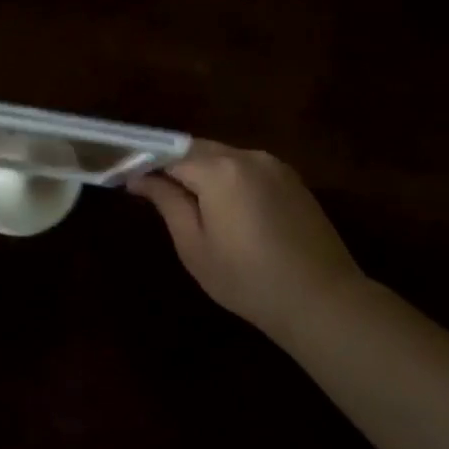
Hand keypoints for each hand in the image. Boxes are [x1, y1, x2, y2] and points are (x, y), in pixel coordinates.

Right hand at [130, 141, 364, 341]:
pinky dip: (229, 179)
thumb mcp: (194, 246)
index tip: (128, 180)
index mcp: (220, 170)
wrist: (320, 299)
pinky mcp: (293, 180)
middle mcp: (248, 156)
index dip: (147, 164)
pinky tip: (226, 209)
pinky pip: (248, 169)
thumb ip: (167, 203)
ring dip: (202, 171)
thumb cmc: (246, 279)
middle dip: (174, 165)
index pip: (170, 154)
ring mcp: (275, 166)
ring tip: (189, 203)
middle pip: (199, 150)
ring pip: (225, 157)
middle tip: (154, 192)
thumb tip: (140, 178)